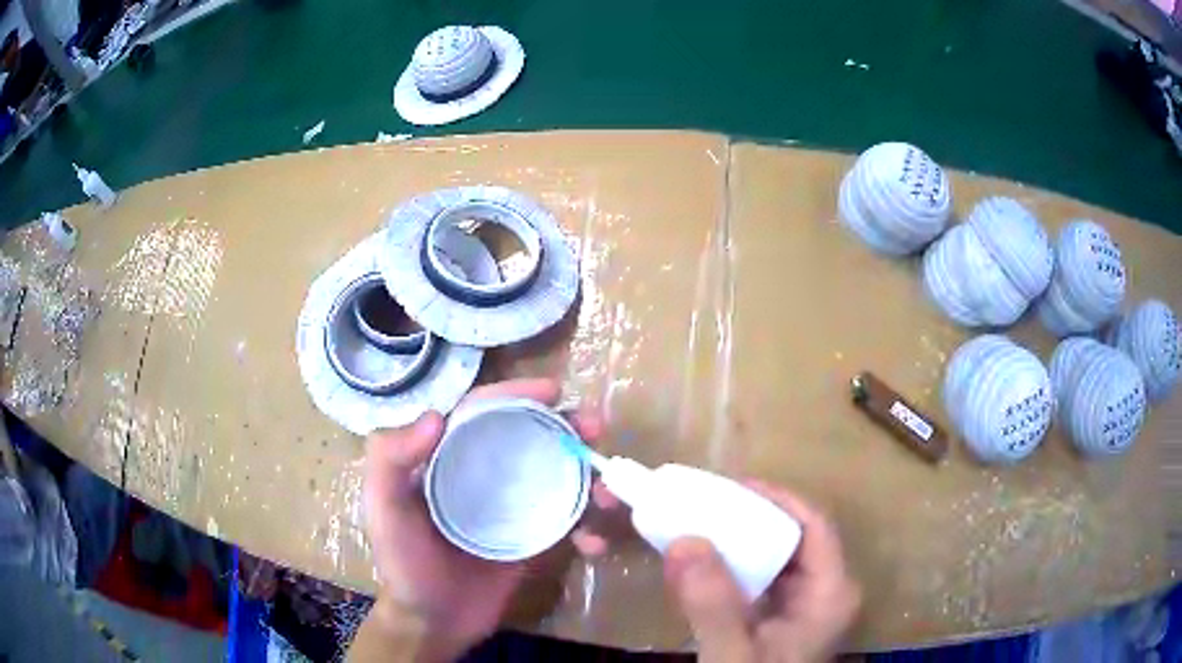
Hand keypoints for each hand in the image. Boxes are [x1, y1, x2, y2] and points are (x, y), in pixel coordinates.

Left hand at [360, 378, 604, 656]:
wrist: (433, 623)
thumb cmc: (403, 565)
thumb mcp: (384, 511)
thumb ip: (390, 462)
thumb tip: (437, 416)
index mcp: (446, 458)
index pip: (483, 411)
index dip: (517, 394)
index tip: (555, 391)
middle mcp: (481, 473)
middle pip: (529, 436)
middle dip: (567, 426)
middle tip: (595, 428)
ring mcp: (511, 506)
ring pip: (556, 474)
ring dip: (588, 475)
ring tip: (608, 493)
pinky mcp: (532, 538)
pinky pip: (567, 521)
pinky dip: (588, 526)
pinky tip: (594, 543)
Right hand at [662, 482, 860, 662]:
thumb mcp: (733, 657)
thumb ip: (713, 606)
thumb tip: (684, 541)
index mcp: (831, 593)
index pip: (813, 525)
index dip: (776, 498)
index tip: (729, 485)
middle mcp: (824, 592)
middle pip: (793, 537)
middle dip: (749, 517)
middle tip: (702, 504)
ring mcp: (802, 607)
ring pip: (774, 558)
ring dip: (736, 541)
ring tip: (696, 525)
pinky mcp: (779, 620)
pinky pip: (758, 581)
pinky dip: (729, 568)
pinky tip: (700, 566)